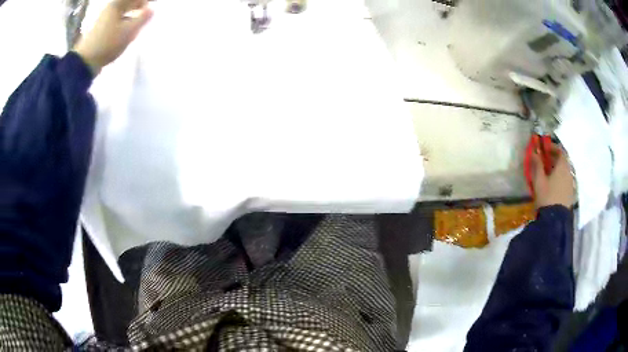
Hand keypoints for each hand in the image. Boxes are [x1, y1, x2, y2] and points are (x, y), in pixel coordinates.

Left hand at [73, 0, 152, 74]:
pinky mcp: (97, 29)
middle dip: (137, 6)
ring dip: (130, 13)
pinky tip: (124, 29)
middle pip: (126, 3)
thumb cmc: (107, 44)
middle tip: (146, 11)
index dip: (143, 2)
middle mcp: (108, 8)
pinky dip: (122, 21)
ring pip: (120, 11)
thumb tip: (152, 10)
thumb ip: (143, 19)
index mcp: (116, 5)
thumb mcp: (129, 31)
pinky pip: (114, 19)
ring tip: (136, 21)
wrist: (85, 62)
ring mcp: (101, 19)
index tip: (151, 6)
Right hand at [532, 144, 574, 209]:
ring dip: (557, 169)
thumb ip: (537, 165)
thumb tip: (534, 152)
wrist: (555, 221)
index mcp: (562, 166)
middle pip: (563, 161)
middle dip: (554, 158)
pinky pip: (565, 180)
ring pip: (564, 171)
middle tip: (545, 160)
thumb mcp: (539, 180)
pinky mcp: (570, 194)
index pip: (560, 151)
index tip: (544, 148)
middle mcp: (569, 172)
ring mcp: (571, 184)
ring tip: (548, 173)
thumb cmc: (547, 197)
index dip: (552, 147)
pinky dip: (560, 178)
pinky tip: (553, 185)